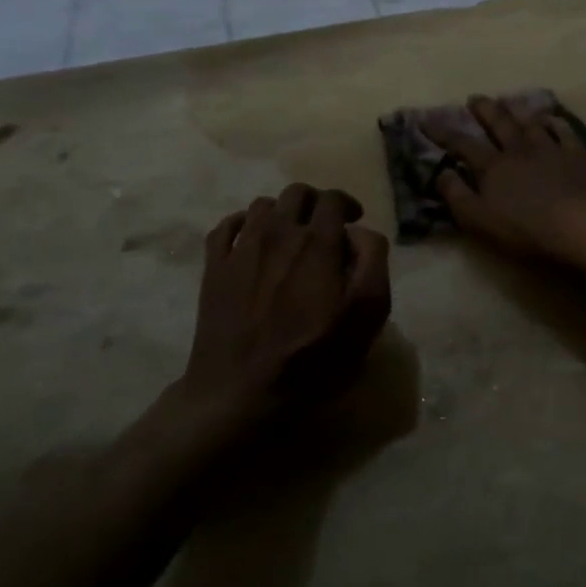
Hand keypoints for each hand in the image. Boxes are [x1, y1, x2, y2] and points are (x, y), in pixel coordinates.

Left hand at [181, 184, 391, 425]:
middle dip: (315, 203)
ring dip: (281, 213)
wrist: (240, 393)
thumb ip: (372, 261)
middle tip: (324, 228)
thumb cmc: (313, 358)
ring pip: (262, 205)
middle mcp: (278, 232)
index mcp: (318, 241)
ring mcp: (240, 248)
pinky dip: (242, 225)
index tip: (353, 223)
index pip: (333, 198)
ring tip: (289, 238)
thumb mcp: (367, 314)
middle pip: (297, 192)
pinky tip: (250, 242)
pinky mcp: (212, 268)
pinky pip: (226, 226)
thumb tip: (359, 233)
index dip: (347, 204)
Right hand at [428, 95, 585, 260]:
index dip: (443, 132)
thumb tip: (440, 173)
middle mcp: (519, 150)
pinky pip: (564, 132)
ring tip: (508, 100)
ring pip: (530, 122)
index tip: (426, 120)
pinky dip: (556, 123)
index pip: (462, 144)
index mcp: (493, 167)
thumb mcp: (479, 220)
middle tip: (474, 98)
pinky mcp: (577, 155)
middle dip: (484, 110)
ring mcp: (551, 149)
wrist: (581, 225)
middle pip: (498, 124)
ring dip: (517, 110)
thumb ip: (457, 196)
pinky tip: (552, 119)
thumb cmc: (526, 229)